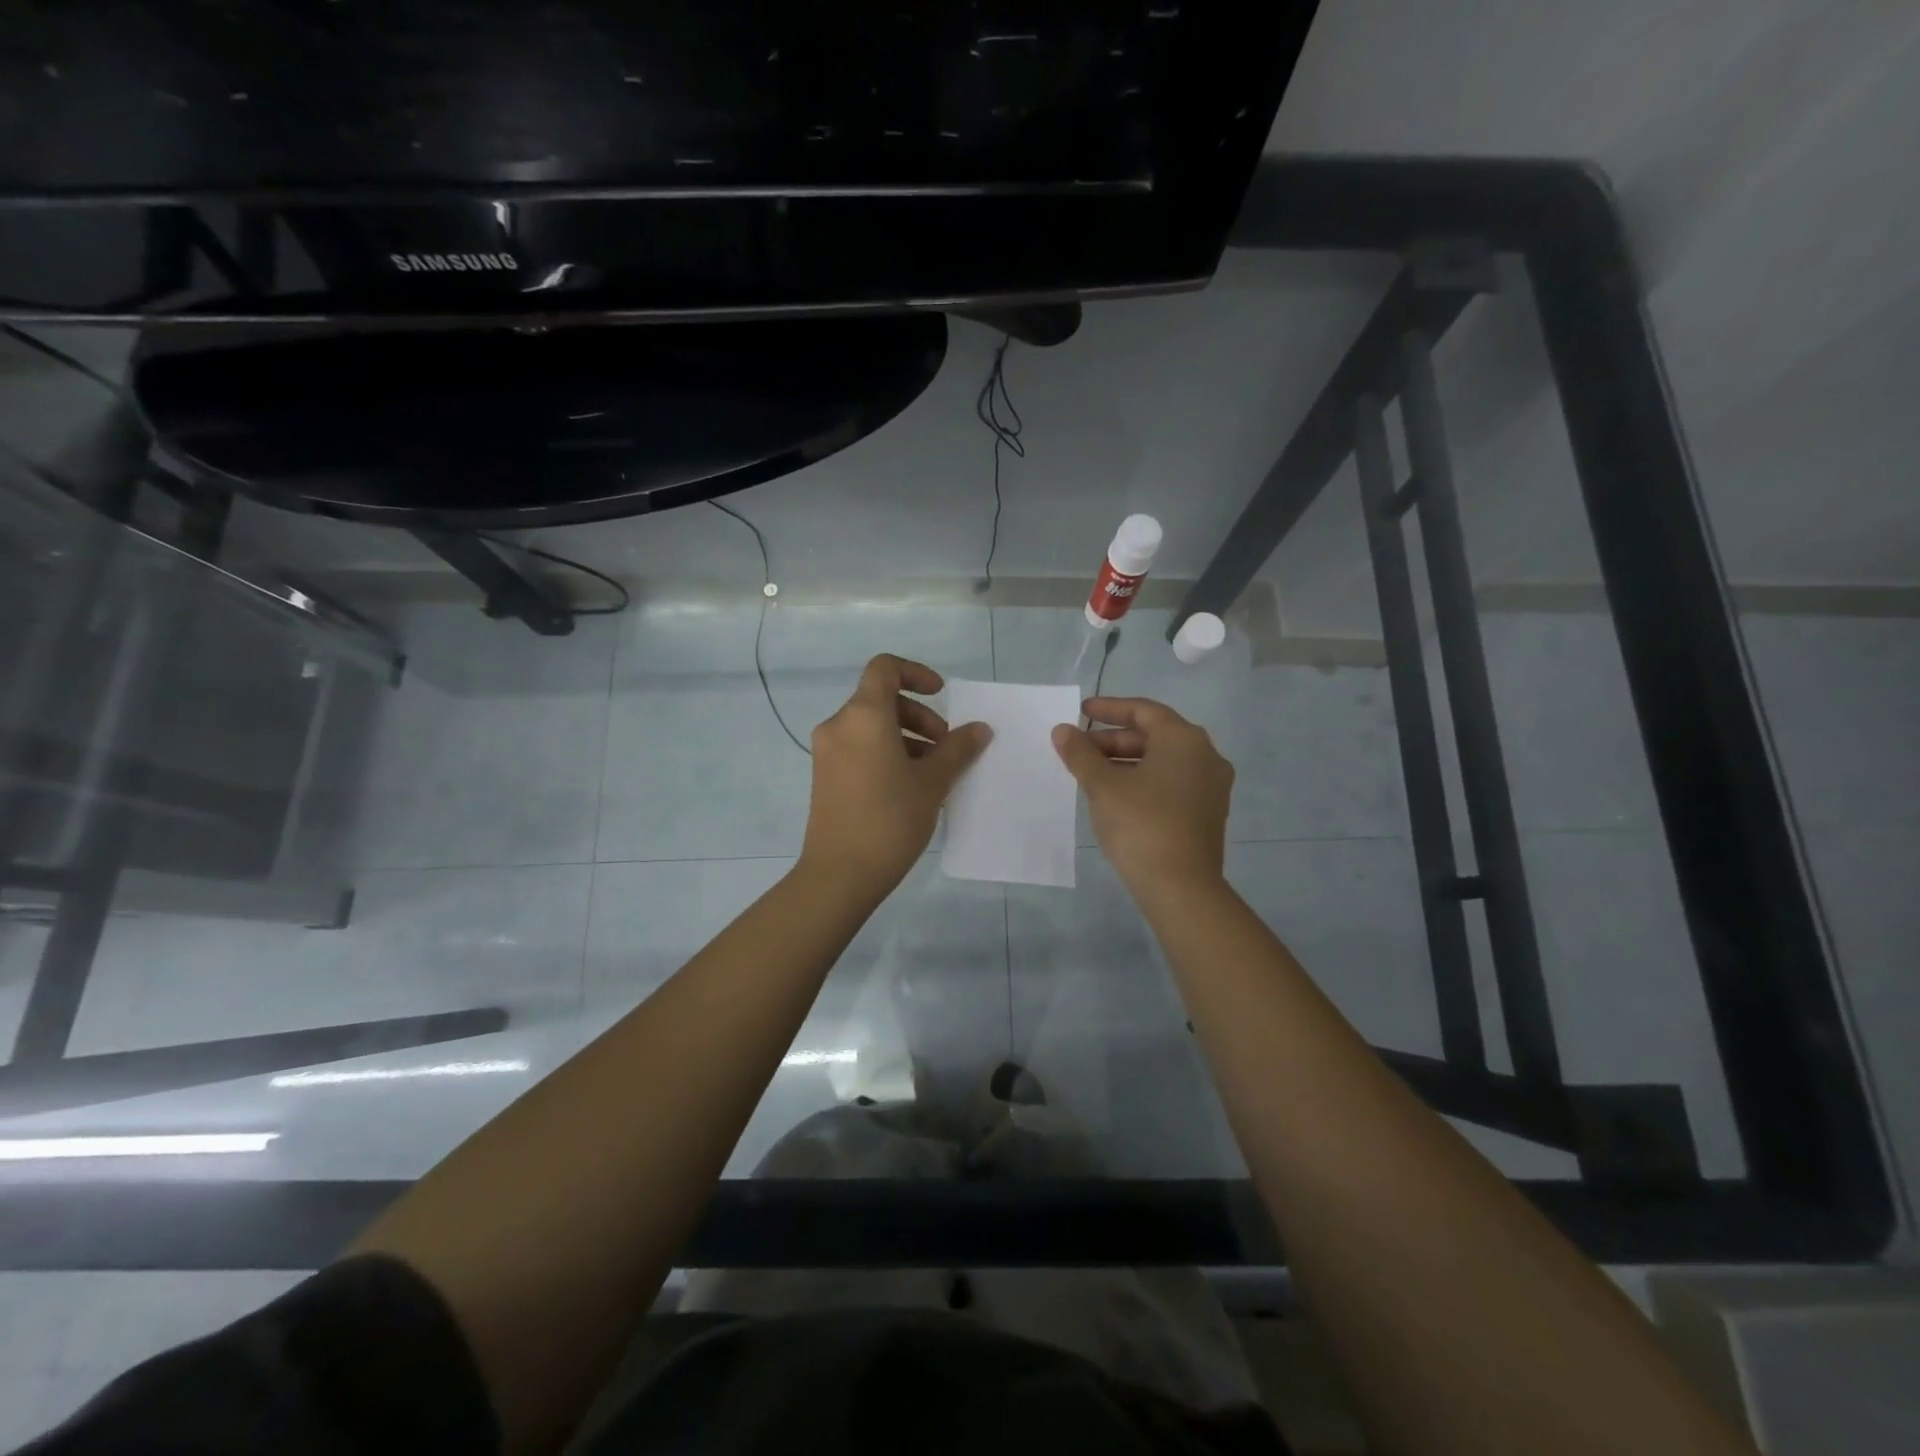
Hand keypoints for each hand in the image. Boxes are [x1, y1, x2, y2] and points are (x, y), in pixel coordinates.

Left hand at [800, 654, 991, 898]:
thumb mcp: (933, 782)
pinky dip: (886, 753)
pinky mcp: (825, 777)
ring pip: (871, 727)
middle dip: (919, 716)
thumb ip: (958, 749)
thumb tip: (980, 729)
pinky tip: (910, 787)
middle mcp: (839, 725)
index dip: (916, 673)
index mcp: (863, 715)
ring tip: (933, 772)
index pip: (885, 669)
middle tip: (946, 746)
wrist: (840, 873)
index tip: (941, 695)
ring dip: (906, 738)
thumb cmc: (890, 818)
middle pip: (881, 700)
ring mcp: (828, 752)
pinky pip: (860, 749)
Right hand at [1052, 696, 1233, 893]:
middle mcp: (1205, 756)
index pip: (1144, 711)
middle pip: (1154, 736)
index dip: (1109, 709)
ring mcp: (1211, 786)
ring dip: (1126, 761)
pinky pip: (1171, 783)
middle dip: (1113, 740)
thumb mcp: (1103, 786)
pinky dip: (1143, 780)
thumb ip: (1081, 754)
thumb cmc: (1141, 824)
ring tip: (1091, 773)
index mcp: (1184, 740)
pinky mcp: (1208, 813)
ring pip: (1162, 761)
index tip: (1081, 712)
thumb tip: (1063, 730)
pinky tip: (1116, 796)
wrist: (1181, 887)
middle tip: (1080, 749)